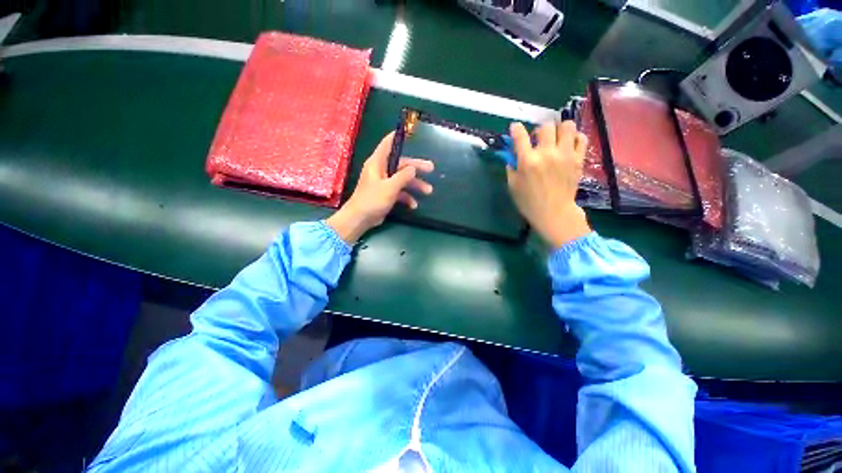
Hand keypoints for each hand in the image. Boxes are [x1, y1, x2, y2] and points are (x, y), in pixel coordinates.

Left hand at [327, 132, 433, 243]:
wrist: (360, 219)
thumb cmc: (373, 200)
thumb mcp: (390, 187)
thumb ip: (403, 176)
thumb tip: (413, 168)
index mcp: (377, 163)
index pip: (388, 144)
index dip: (398, 137)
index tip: (410, 132)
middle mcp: (381, 170)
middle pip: (401, 164)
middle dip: (416, 168)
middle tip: (431, 168)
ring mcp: (383, 183)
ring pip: (402, 179)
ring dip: (415, 185)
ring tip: (428, 191)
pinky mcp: (385, 194)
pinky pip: (399, 191)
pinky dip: (407, 197)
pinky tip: (414, 205)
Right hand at [506, 121, 590, 248]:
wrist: (554, 212)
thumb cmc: (529, 202)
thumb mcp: (512, 186)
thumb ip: (511, 168)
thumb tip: (513, 155)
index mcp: (528, 161)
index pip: (520, 136)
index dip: (516, 128)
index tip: (515, 128)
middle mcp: (547, 153)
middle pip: (545, 126)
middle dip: (539, 130)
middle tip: (538, 139)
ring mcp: (565, 155)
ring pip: (567, 126)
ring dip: (558, 129)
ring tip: (555, 139)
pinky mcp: (578, 159)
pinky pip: (581, 137)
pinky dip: (574, 137)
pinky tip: (568, 144)